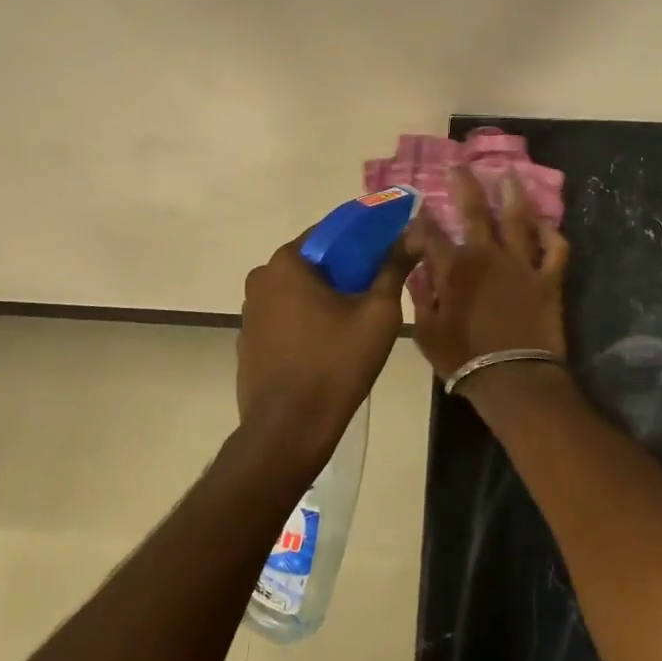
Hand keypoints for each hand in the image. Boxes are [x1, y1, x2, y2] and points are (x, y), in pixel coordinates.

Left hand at [236, 230, 412, 464]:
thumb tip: (413, 234)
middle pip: (312, 262)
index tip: (387, 252)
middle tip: (376, 290)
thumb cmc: (336, 364)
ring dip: (324, 297)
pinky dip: (305, 321)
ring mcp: (249, 312)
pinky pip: (284, 318)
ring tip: (356, 320)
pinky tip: (327, 344)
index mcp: (287, 263)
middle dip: (344, 271)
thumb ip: (393, 268)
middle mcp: (260, 279)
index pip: (330, 232)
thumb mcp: (377, 314)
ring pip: (297, 291)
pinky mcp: (248, 341)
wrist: (289, 428)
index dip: (363, 238)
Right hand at [405, 166, 569, 384]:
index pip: (430, 234)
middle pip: (475, 211)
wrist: (513, 378)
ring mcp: (522, 264)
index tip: (416, 209)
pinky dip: (552, 234)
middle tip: (460, 165)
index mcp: (454, 268)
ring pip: (518, 220)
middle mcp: (488, 256)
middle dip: (464, 185)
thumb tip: (419, 272)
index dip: (421, 220)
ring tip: (509, 175)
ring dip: (513, 195)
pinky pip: (555, 250)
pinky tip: (546, 224)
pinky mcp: (549, 279)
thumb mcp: (427, 332)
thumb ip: (422, 297)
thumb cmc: (463, 358)